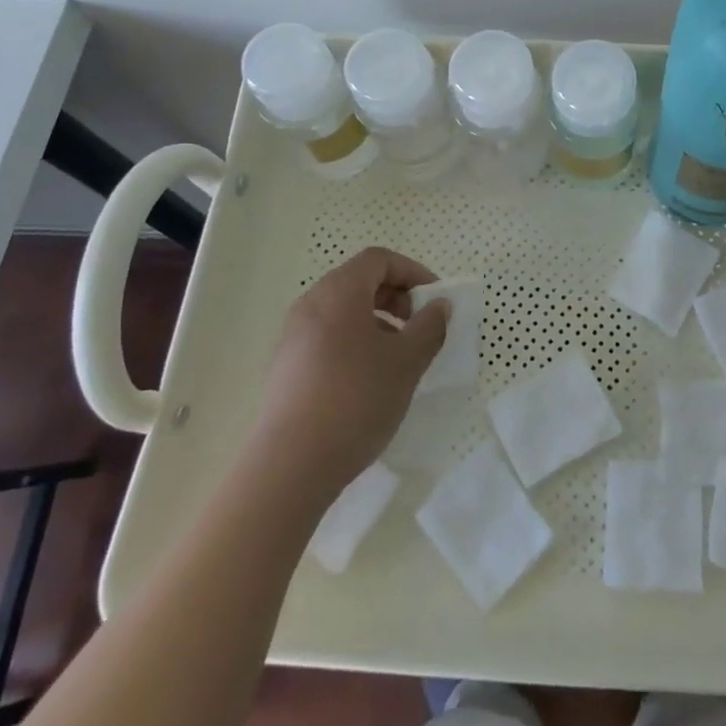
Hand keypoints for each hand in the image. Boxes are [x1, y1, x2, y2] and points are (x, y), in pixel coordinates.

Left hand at [248, 247, 446, 500]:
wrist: (290, 465)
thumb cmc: (356, 399)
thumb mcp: (407, 362)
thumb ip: (429, 326)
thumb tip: (439, 306)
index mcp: (338, 292)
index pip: (379, 260)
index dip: (412, 272)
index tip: (434, 299)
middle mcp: (311, 304)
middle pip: (359, 282)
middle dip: (396, 297)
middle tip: (419, 327)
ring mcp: (293, 336)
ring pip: (343, 312)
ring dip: (377, 322)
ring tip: (397, 358)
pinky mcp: (285, 367)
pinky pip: (328, 337)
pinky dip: (355, 342)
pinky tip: (369, 381)